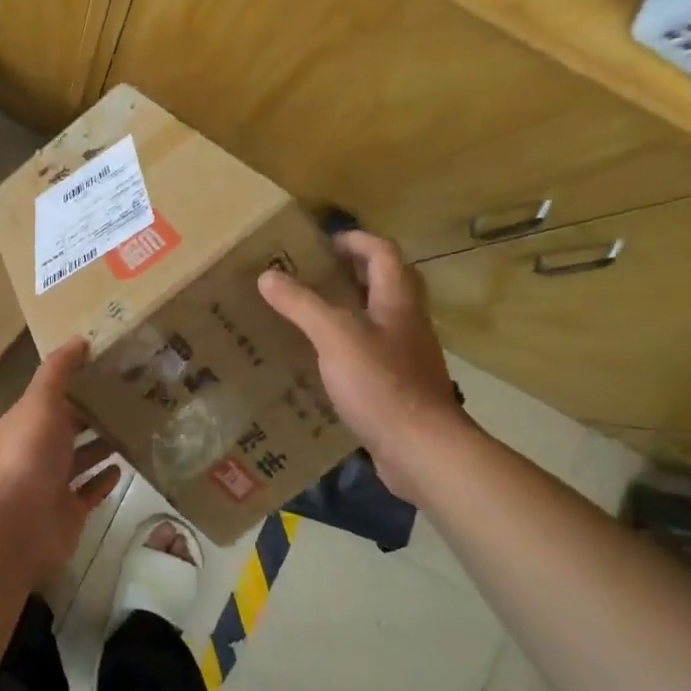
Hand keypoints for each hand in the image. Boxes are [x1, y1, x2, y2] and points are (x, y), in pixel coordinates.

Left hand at [0, 338, 122, 584]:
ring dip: (104, 444)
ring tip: (137, 427)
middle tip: (135, 397)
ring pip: (83, 458)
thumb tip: (78, 338)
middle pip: (71, 426)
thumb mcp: (40, 402)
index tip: (113, 367)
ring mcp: (54, 482)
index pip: (56, 396)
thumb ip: (58, 371)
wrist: (15, 525)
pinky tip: (125, 466)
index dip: (80, 381)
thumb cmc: (27, 455)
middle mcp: (39, 449)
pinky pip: (90, 491)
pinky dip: (104, 480)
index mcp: (29, 420)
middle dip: (96, 413)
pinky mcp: (69, 511)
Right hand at [258, 230, 468, 498]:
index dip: (355, 240)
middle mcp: (408, 323)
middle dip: (354, 272)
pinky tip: (323, 362)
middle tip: (315, 276)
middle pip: (388, 283)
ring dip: (351, 310)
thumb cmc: (380, 383)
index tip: (322, 243)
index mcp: (397, 301)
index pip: (383, 253)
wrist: (421, 449)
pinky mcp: (400, 387)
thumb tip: (268, 275)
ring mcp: (408, 357)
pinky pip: (374, 354)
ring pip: (381, 319)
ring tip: (311, 315)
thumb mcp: (334, 336)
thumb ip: (302, 304)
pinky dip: (350, 347)